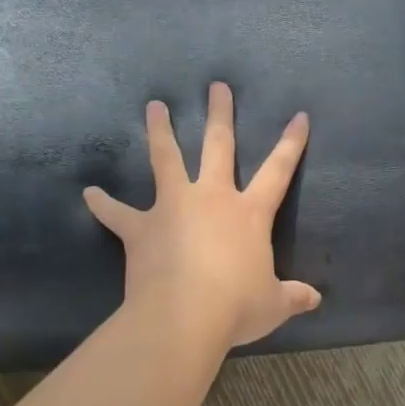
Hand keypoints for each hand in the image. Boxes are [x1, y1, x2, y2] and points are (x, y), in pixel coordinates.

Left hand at [84, 82, 319, 350]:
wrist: (184, 319)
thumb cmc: (236, 308)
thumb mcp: (273, 304)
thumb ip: (293, 296)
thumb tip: (316, 299)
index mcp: (249, 214)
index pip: (278, 170)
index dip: (291, 143)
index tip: (299, 116)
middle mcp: (212, 198)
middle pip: (218, 146)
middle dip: (220, 114)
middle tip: (216, 86)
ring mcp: (173, 207)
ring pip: (166, 159)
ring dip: (160, 131)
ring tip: (153, 107)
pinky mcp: (141, 228)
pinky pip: (117, 213)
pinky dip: (103, 203)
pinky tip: (88, 193)